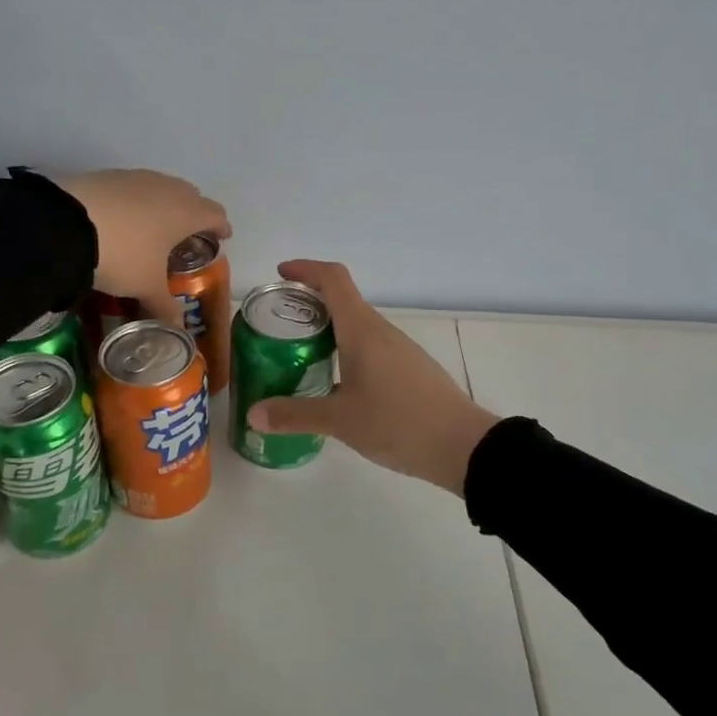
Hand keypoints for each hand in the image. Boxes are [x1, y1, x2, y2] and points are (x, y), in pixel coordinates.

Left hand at [56, 169, 230, 328]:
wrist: (66, 224)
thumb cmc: (123, 254)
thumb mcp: (145, 286)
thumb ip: (165, 307)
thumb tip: (178, 330)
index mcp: (186, 212)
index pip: (215, 214)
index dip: (221, 227)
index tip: (222, 237)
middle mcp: (167, 188)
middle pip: (191, 196)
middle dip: (193, 214)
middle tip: (187, 236)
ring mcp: (137, 178)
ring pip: (162, 188)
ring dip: (164, 205)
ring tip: (154, 228)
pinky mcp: (108, 176)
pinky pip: (134, 187)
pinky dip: (136, 202)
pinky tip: (123, 220)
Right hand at [245, 260, 499, 494]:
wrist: (463, 446)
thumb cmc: (398, 422)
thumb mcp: (339, 421)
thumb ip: (294, 415)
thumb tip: (253, 414)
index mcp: (362, 330)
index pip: (333, 279)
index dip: (305, 269)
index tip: (280, 275)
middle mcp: (381, 331)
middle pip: (343, 300)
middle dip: (309, 303)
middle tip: (278, 323)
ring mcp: (399, 350)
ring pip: (357, 326)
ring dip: (327, 328)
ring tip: (299, 352)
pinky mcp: (409, 369)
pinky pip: (370, 346)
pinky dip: (345, 350)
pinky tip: (334, 381)